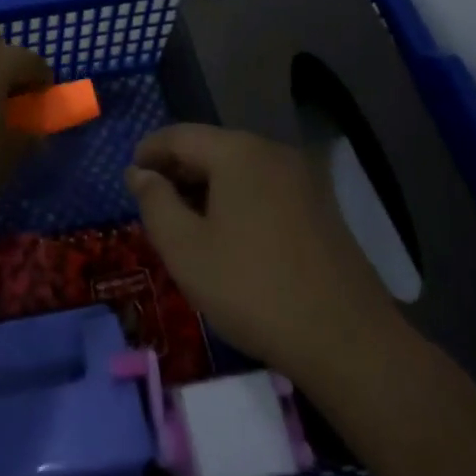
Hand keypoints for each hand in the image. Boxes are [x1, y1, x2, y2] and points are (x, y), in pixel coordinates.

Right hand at [126, 124, 401, 383]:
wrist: (346, 340)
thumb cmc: (253, 289)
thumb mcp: (185, 249)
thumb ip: (155, 202)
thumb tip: (139, 172)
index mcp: (238, 151)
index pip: (179, 136)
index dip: (148, 152)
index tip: (129, 178)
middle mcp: (272, 151)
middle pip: (211, 147)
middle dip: (177, 170)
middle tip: (153, 205)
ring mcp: (302, 178)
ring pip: (239, 169)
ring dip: (207, 186)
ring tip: (186, 223)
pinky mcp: (320, 206)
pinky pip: (264, 187)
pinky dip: (237, 199)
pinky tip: (229, 235)